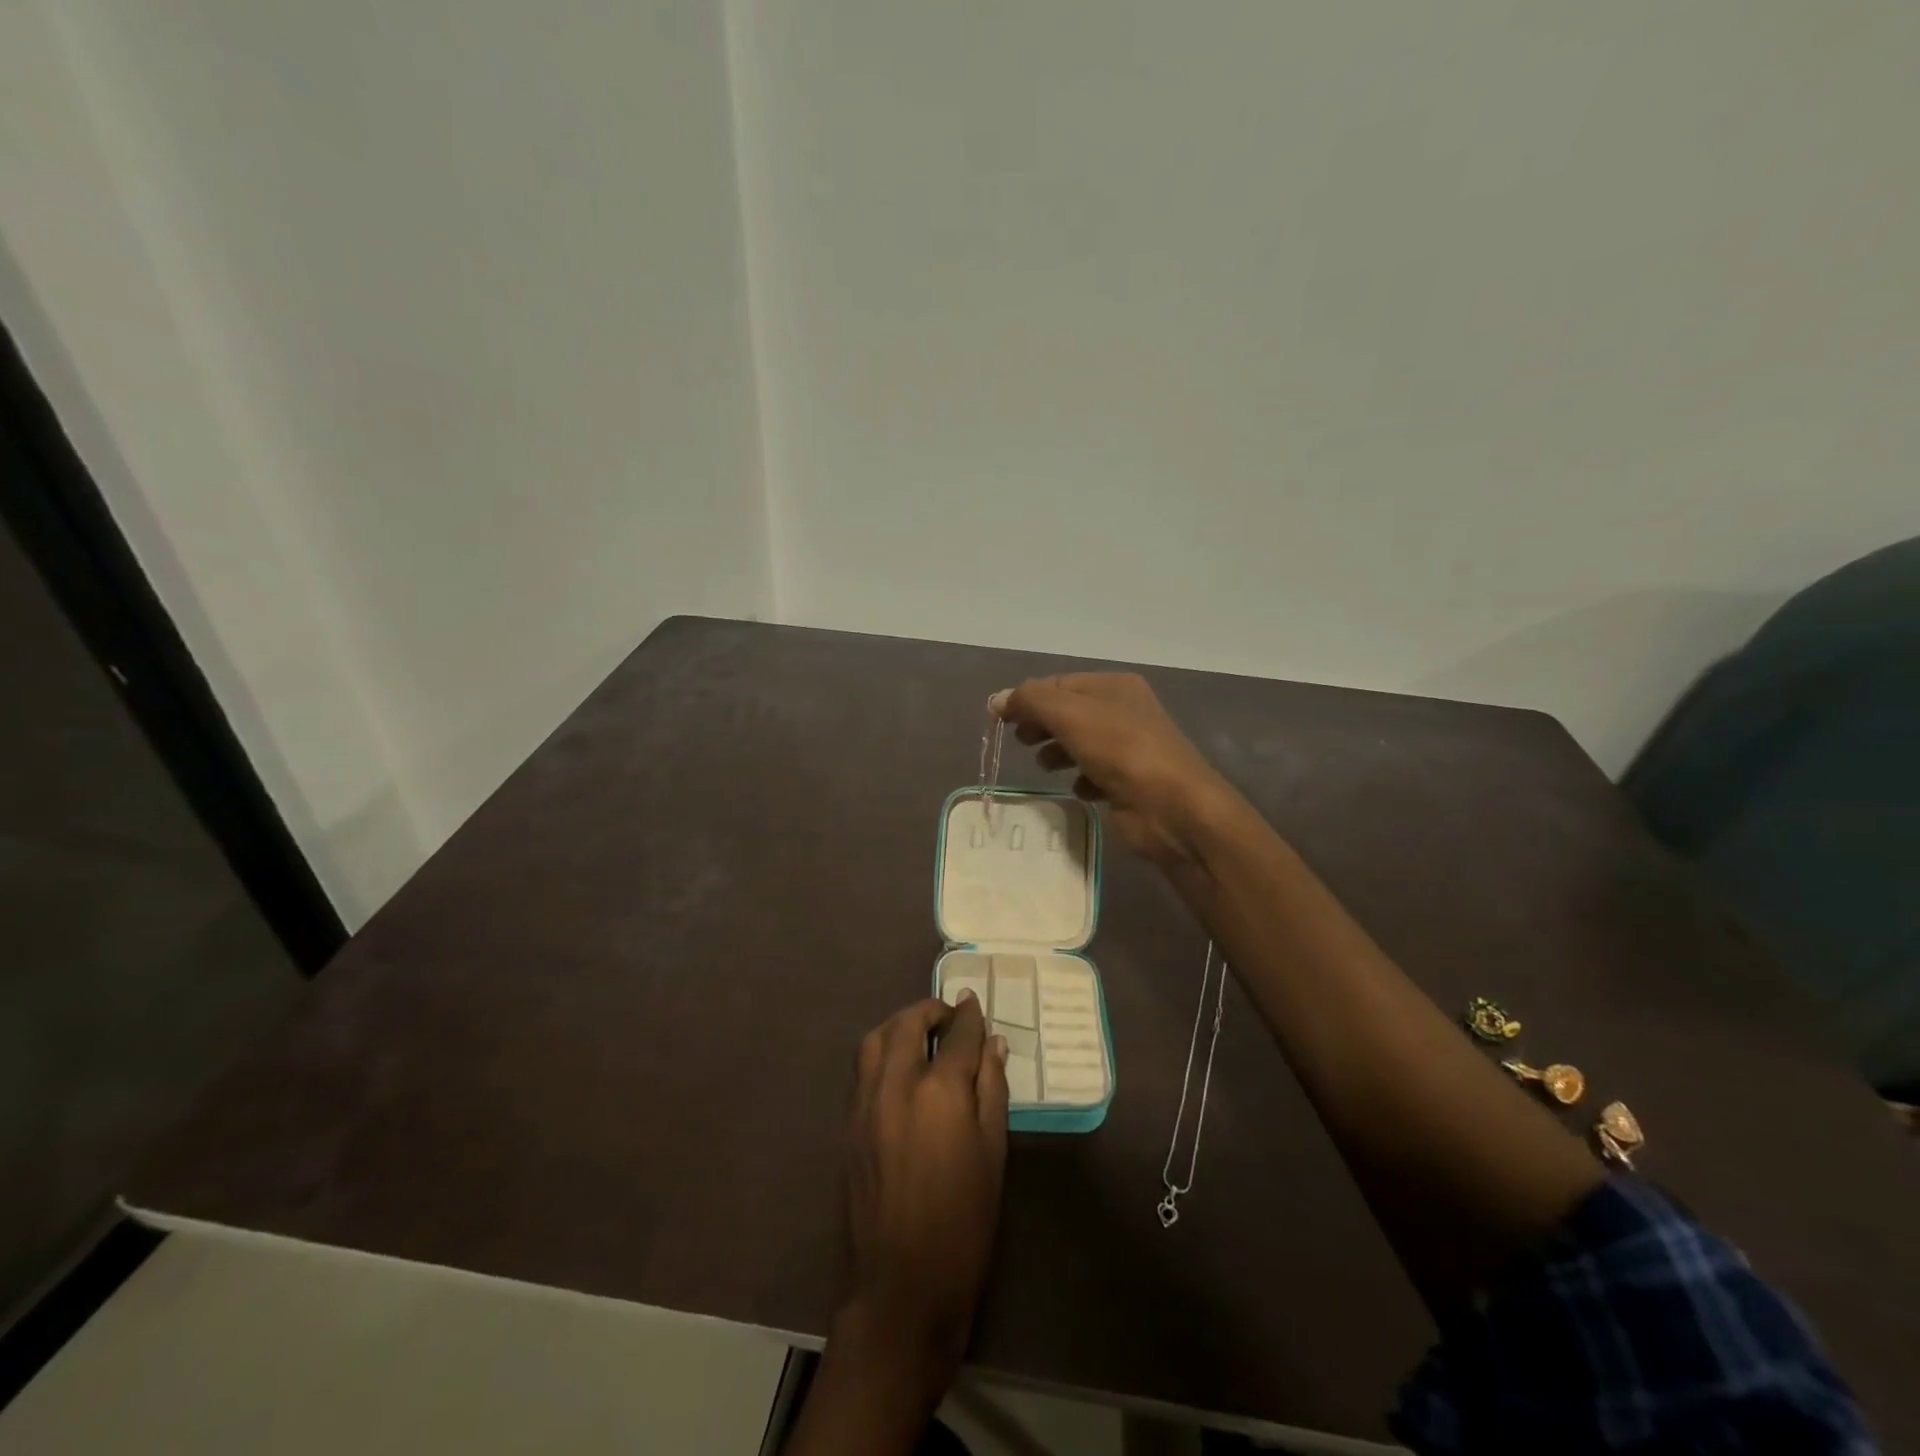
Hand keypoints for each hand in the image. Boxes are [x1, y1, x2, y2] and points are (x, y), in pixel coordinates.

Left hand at [837, 993, 1009, 1380]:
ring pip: (875, 1039)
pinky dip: (881, 1051)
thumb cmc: (963, 1224)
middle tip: (949, 1016)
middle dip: (930, 1011)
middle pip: (908, 1024)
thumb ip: (992, 1090)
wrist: (901, 1287)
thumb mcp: (993, 1154)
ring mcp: (865, 1103)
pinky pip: (862, 1068)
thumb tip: (993, 1044)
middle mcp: (896, 1086)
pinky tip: (900, 1068)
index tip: (974, 1005)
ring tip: (921, 1033)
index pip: (957, 1036)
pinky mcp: (849, 1124)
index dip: (969, 1017)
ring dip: (899, 1025)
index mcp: (939, 1092)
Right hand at [992, 673, 1241, 868]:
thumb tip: (997, 699)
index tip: (998, 719)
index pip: (1059, 683)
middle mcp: (1124, 712)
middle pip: (1069, 713)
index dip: (1027, 698)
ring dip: (1058, 752)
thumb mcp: (1070, 715)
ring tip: (1044, 766)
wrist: (1172, 808)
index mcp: (1114, 687)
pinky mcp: (1129, 783)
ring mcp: (1129, 749)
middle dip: (1041, 725)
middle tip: (1019, 740)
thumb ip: (1031, 702)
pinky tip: (1078, 789)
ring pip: (1081, 744)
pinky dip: (1081, 780)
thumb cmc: (1121, 750)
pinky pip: (1095, 775)